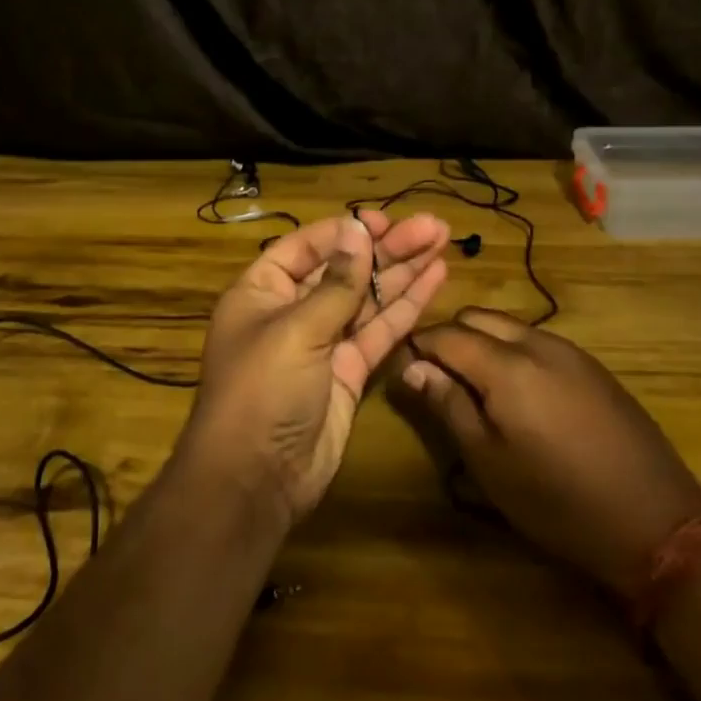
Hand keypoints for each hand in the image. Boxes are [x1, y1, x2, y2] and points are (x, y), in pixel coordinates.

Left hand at [188, 210, 450, 521]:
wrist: (257, 480)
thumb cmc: (262, 391)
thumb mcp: (296, 330)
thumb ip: (336, 284)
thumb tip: (356, 231)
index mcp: (262, 292)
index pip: (306, 247)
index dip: (346, 232)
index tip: (385, 221)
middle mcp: (292, 311)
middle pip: (344, 270)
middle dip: (387, 248)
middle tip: (433, 227)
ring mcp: (323, 343)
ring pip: (368, 298)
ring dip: (403, 272)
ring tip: (443, 242)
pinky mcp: (349, 372)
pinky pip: (379, 332)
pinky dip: (405, 309)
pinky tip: (434, 281)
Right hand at [400, 308, 700, 592]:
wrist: (656, 521)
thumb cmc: (557, 501)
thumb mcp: (489, 462)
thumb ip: (448, 405)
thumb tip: (411, 367)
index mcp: (507, 365)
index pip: (446, 333)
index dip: (418, 346)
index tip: (403, 370)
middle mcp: (538, 343)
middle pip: (478, 317)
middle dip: (449, 337)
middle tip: (437, 380)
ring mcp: (571, 352)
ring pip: (510, 325)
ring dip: (482, 343)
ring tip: (474, 388)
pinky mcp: (593, 367)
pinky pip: (539, 341)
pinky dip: (513, 352)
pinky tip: (518, 394)